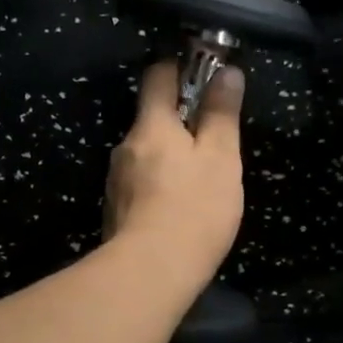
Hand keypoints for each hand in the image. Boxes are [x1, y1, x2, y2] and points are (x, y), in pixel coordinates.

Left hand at [103, 59, 244, 278]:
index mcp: (151, 125)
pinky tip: (178, 207)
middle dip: (180, 120)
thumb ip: (222, 114)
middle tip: (213, 139)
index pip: (157, 75)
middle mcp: (126, 146)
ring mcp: (116, 180)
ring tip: (200, 180)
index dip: (180, 68)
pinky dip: (159, 183)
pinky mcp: (116, 210)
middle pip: (151, 117)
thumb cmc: (195, 209)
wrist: (150, 273)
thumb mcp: (221, 158)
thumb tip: (227, 72)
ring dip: (170, 155)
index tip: (206, 76)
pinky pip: (141, 183)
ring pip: (146, 153)